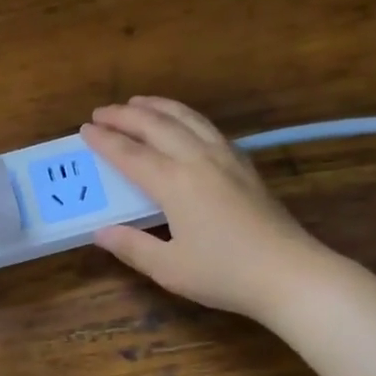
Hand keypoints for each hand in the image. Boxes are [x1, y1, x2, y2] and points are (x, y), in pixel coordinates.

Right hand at [82, 97, 324, 319]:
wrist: (291, 274)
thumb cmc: (226, 273)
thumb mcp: (169, 268)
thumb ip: (132, 246)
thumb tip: (101, 232)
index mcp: (174, 183)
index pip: (130, 154)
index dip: (104, 140)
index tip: (84, 129)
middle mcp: (197, 160)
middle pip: (156, 125)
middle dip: (125, 115)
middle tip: (102, 111)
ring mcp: (225, 158)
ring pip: (186, 118)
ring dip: (157, 106)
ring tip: (137, 101)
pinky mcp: (244, 165)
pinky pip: (208, 127)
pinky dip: (186, 116)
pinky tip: (183, 122)